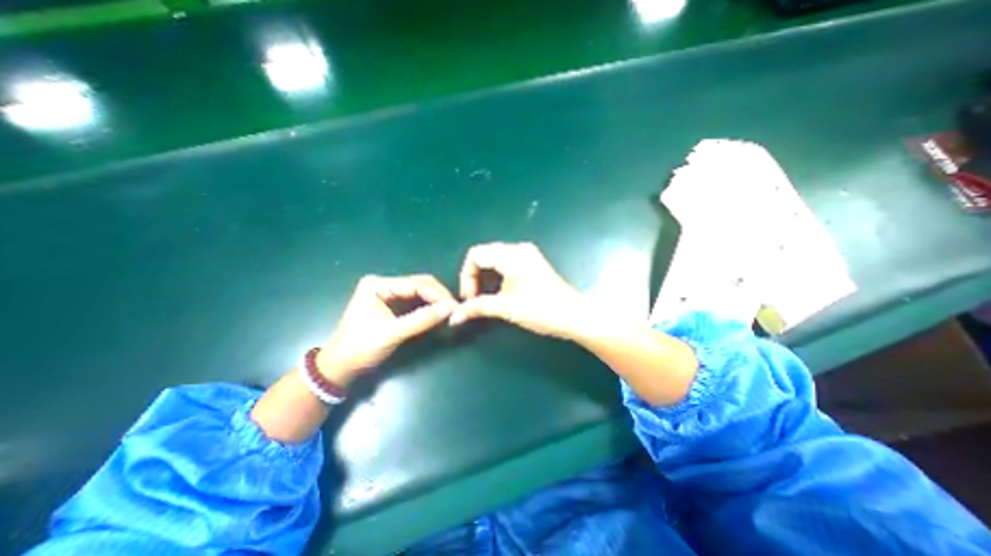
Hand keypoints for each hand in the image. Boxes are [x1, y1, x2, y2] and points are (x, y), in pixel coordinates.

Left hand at [317, 275, 455, 384]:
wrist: (340, 366)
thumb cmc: (361, 348)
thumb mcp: (392, 333)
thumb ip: (421, 319)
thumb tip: (450, 309)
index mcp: (378, 285)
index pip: (416, 284)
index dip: (437, 294)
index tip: (454, 306)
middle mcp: (384, 284)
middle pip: (419, 284)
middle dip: (439, 296)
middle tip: (455, 309)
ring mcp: (388, 294)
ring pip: (420, 292)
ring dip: (436, 301)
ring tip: (450, 311)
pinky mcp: (392, 305)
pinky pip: (416, 301)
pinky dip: (428, 307)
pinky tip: (438, 313)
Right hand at [452, 242, 595, 338]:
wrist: (575, 316)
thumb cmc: (541, 310)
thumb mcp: (506, 308)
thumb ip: (477, 308)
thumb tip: (454, 316)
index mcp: (511, 255)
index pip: (475, 255)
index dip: (466, 276)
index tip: (469, 299)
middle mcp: (519, 249)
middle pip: (484, 256)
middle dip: (475, 278)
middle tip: (475, 301)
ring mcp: (528, 255)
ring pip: (495, 260)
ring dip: (486, 278)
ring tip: (486, 299)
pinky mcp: (533, 264)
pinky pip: (506, 264)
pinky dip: (498, 277)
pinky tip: (500, 293)